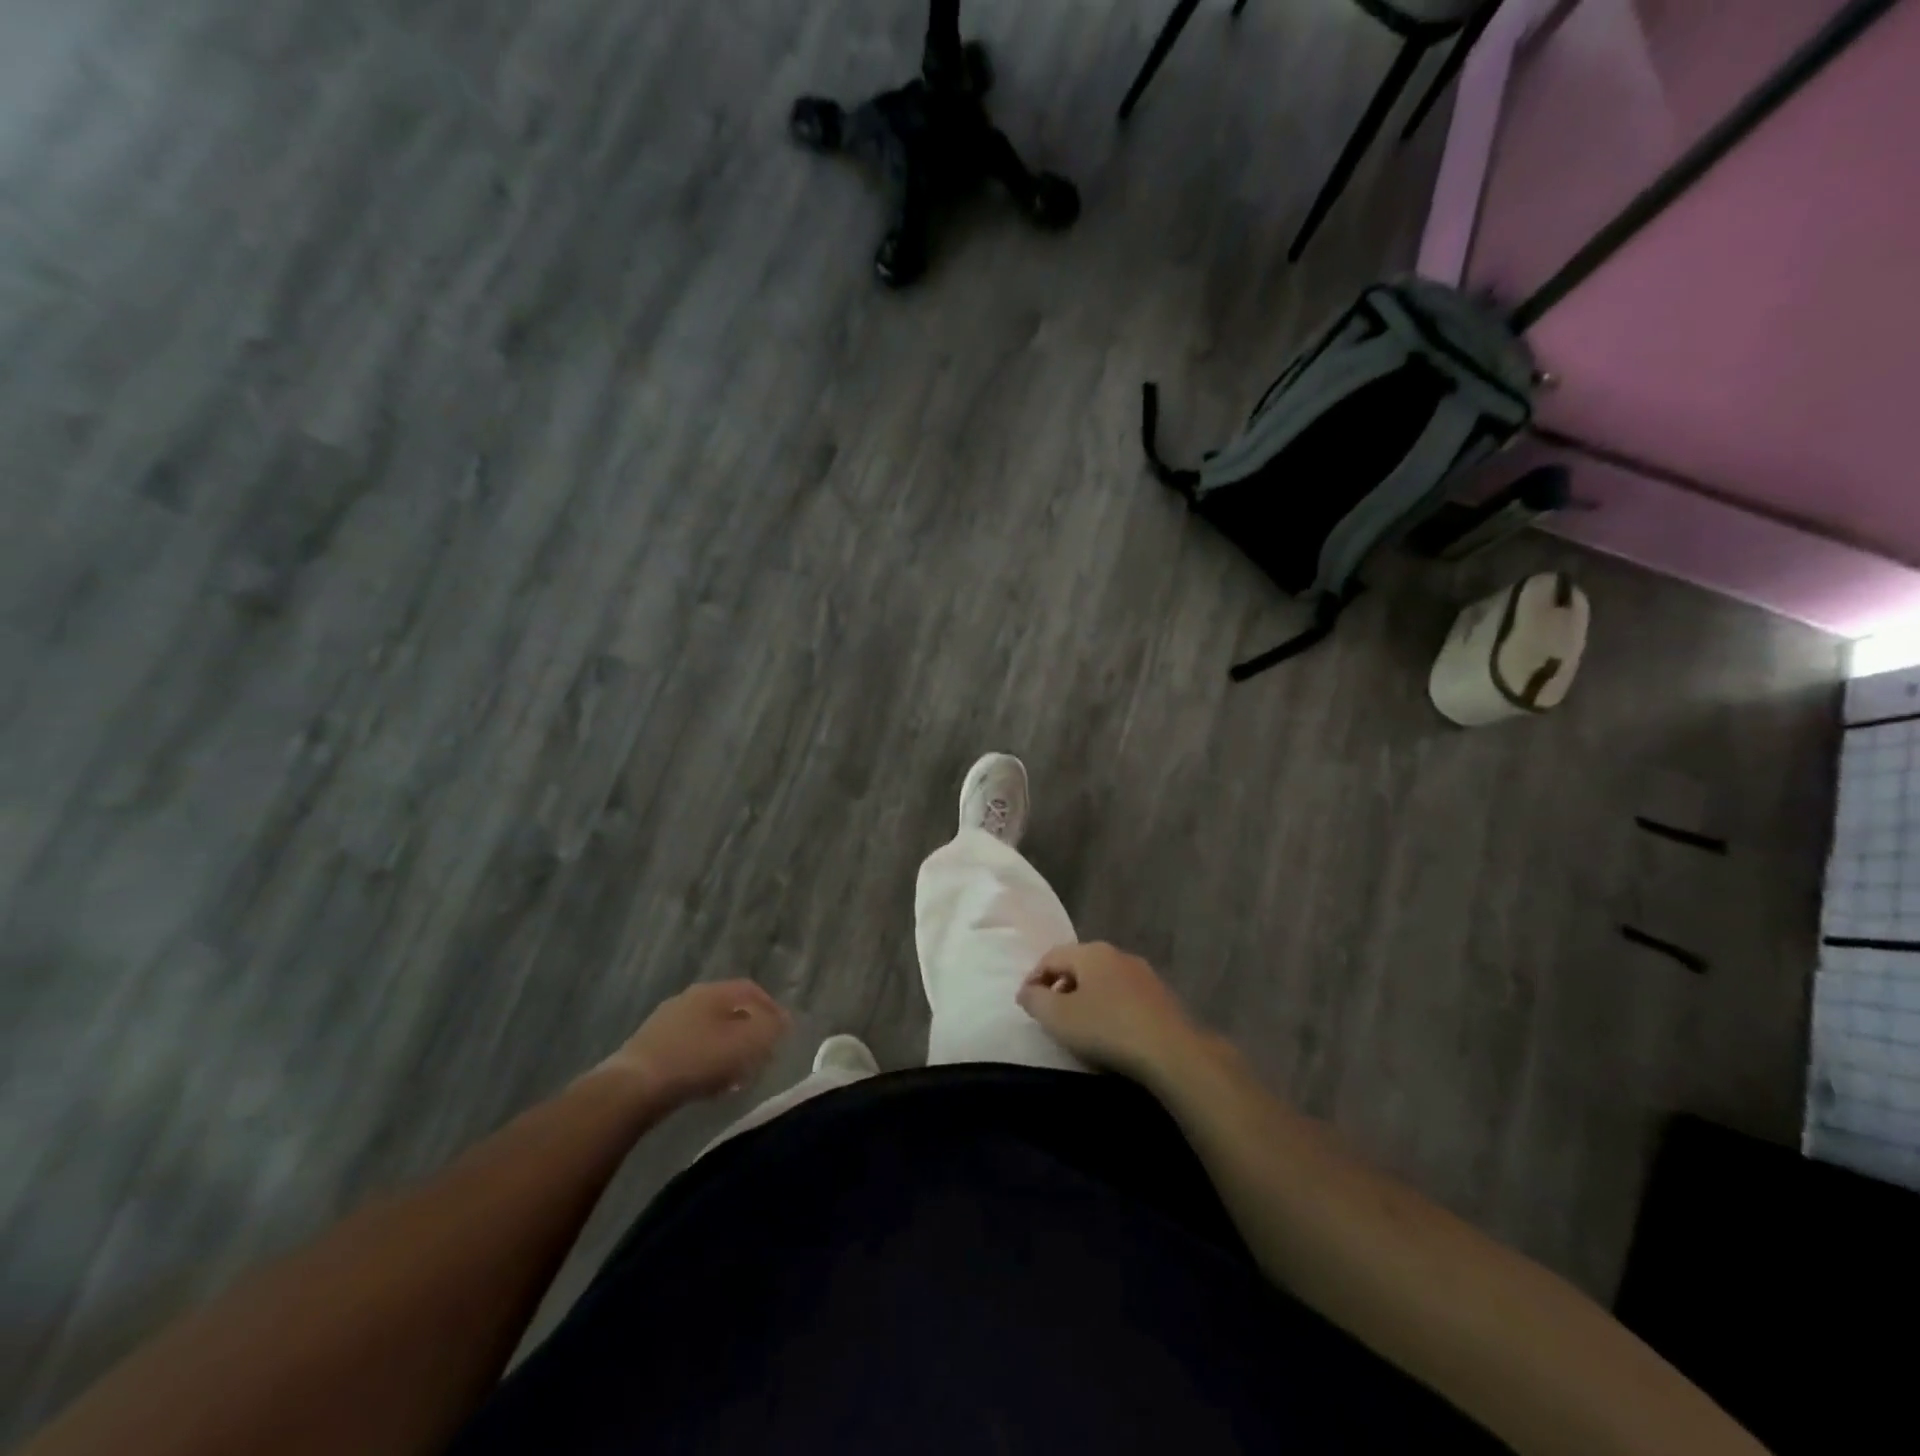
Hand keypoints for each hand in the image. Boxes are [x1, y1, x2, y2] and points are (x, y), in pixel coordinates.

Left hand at [599, 980, 790, 1106]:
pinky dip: (705, 1061)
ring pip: (708, 1030)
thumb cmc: (697, 1059)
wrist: (633, 1089)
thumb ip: (770, 1028)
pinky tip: (708, 1084)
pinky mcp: (650, 1048)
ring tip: (738, 1074)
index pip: (751, 990)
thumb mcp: (747, 1043)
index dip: (771, 1008)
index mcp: (713, 991)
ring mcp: (666, 1022)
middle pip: (729, 1010)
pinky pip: (689, 1049)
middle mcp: (689, 999)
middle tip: (762, 1054)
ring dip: (727, 1048)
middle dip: (749, 1030)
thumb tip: (783, 1020)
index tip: (783, 1031)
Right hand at [1017, 942, 1215, 1081]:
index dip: (1033, 978)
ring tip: (1079, 1024)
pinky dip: (1110, 1007)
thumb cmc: (1106, 1029)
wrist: (1171, 1051)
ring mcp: (1143, 973)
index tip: (1025, 1003)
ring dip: (1086, 996)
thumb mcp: (1058, 1017)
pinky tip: (1110, 1030)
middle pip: (1078, 964)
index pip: (1051, 956)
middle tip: (1050, 1012)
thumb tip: (1027, 991)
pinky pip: (1124, 995)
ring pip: (1104, 979)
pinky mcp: (1162, 995)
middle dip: (1060, 985)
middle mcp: (1117, 954)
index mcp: (1090, 952)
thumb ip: (1035, 1000)